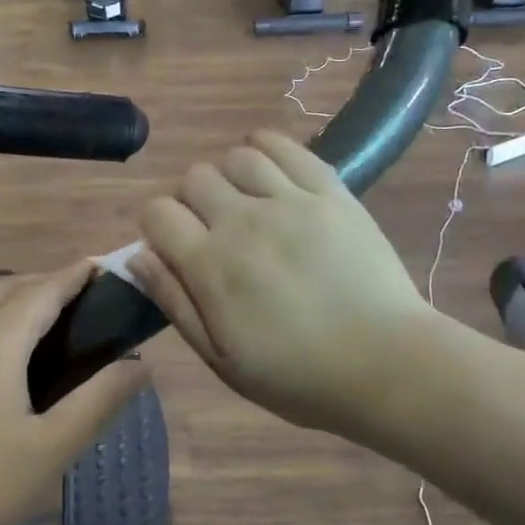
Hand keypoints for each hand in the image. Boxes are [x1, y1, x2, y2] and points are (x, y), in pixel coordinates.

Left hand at [0, 263, 147, 524]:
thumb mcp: (52, 449)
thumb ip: (100, 400)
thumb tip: (141, 365)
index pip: (43, 289)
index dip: (75, 274)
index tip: (105, 268)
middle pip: (9, 285)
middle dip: (48, 281)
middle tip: (87, 301)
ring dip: (17, 296)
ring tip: (52, 323)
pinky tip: (6, 355)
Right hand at [131, 131, 433, 435]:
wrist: (387, 365)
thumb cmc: (299, 376)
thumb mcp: (222, 360)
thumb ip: (175, 302)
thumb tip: (137, 256)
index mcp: (212, 266)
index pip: (157, 213)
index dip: (157, 227)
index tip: (175, 248)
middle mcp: (244, 222)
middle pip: (194, 178)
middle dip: (191, 200)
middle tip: (214, 230)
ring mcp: (291, 201)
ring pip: (238, 156)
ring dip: (230, 176)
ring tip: (245, 201)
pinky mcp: (331, 192)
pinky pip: (288, 148)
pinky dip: (268, 147)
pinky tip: (268, 167)